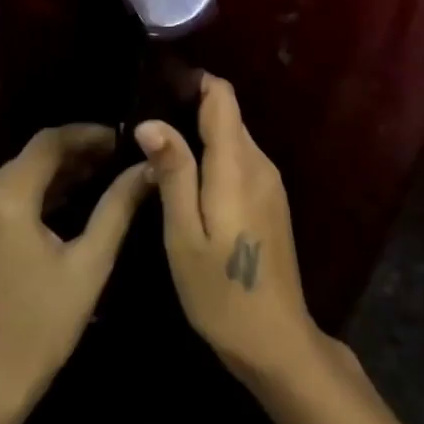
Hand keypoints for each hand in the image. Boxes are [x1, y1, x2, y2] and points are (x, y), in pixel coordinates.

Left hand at [0, 125, 150, 423]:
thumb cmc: (42, 328)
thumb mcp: (89, 265)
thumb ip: (118, 208)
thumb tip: (147, 168)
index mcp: (4, 200)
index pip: (48, 142)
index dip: (86, 134)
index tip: (121, 138)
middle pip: (29, 159)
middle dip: (72, 154)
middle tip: (114, 159)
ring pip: (13, 180)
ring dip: (53, 176)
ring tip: (96, 178)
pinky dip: (30, 197)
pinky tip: (61, 206)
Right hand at [134, 75, 328, 393]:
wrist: (276, 341)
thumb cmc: (221, 291)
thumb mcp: (183, 235)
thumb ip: (173, 173)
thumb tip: (152, 122)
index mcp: (237, 165)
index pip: (223, 98)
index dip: (194, 82)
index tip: (159, 86)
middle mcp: (260, 164)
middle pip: (228, 116)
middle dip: (191, 109)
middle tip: (147, 127)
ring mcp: (270, 183)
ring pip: (234, 138)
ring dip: (201, 136)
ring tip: (160, 153)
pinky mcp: (272, 201)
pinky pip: (240, 161)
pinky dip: (215, 159)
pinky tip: (189, 182)